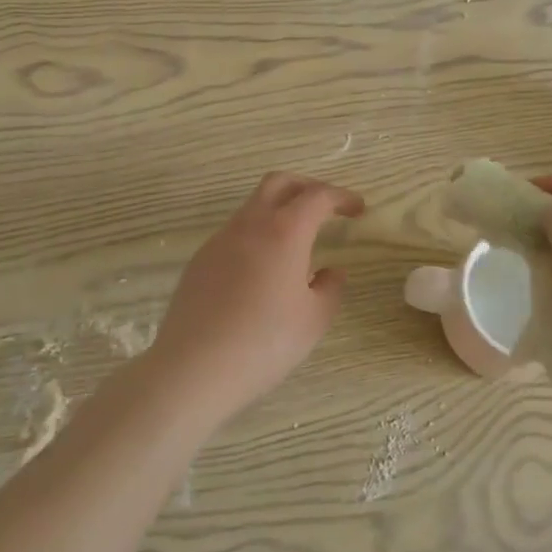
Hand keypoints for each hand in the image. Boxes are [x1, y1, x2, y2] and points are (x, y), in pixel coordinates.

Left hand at [149, 172, 364, 422]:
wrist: (193, 368)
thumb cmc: (264, 343)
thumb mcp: (313, 320)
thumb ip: (331, 289)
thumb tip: (332, 272)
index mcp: (284, 231)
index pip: (318, 196)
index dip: (341, 197)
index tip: (358, 208)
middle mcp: (250, 224)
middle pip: (279, 183)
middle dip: (307, 187)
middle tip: (326, 209)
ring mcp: (220, 240)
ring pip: (253, 206)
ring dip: (279, 211)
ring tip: (296, 245)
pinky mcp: (201, 260)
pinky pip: (235, 233)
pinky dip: (257, 236)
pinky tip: (263, 272)